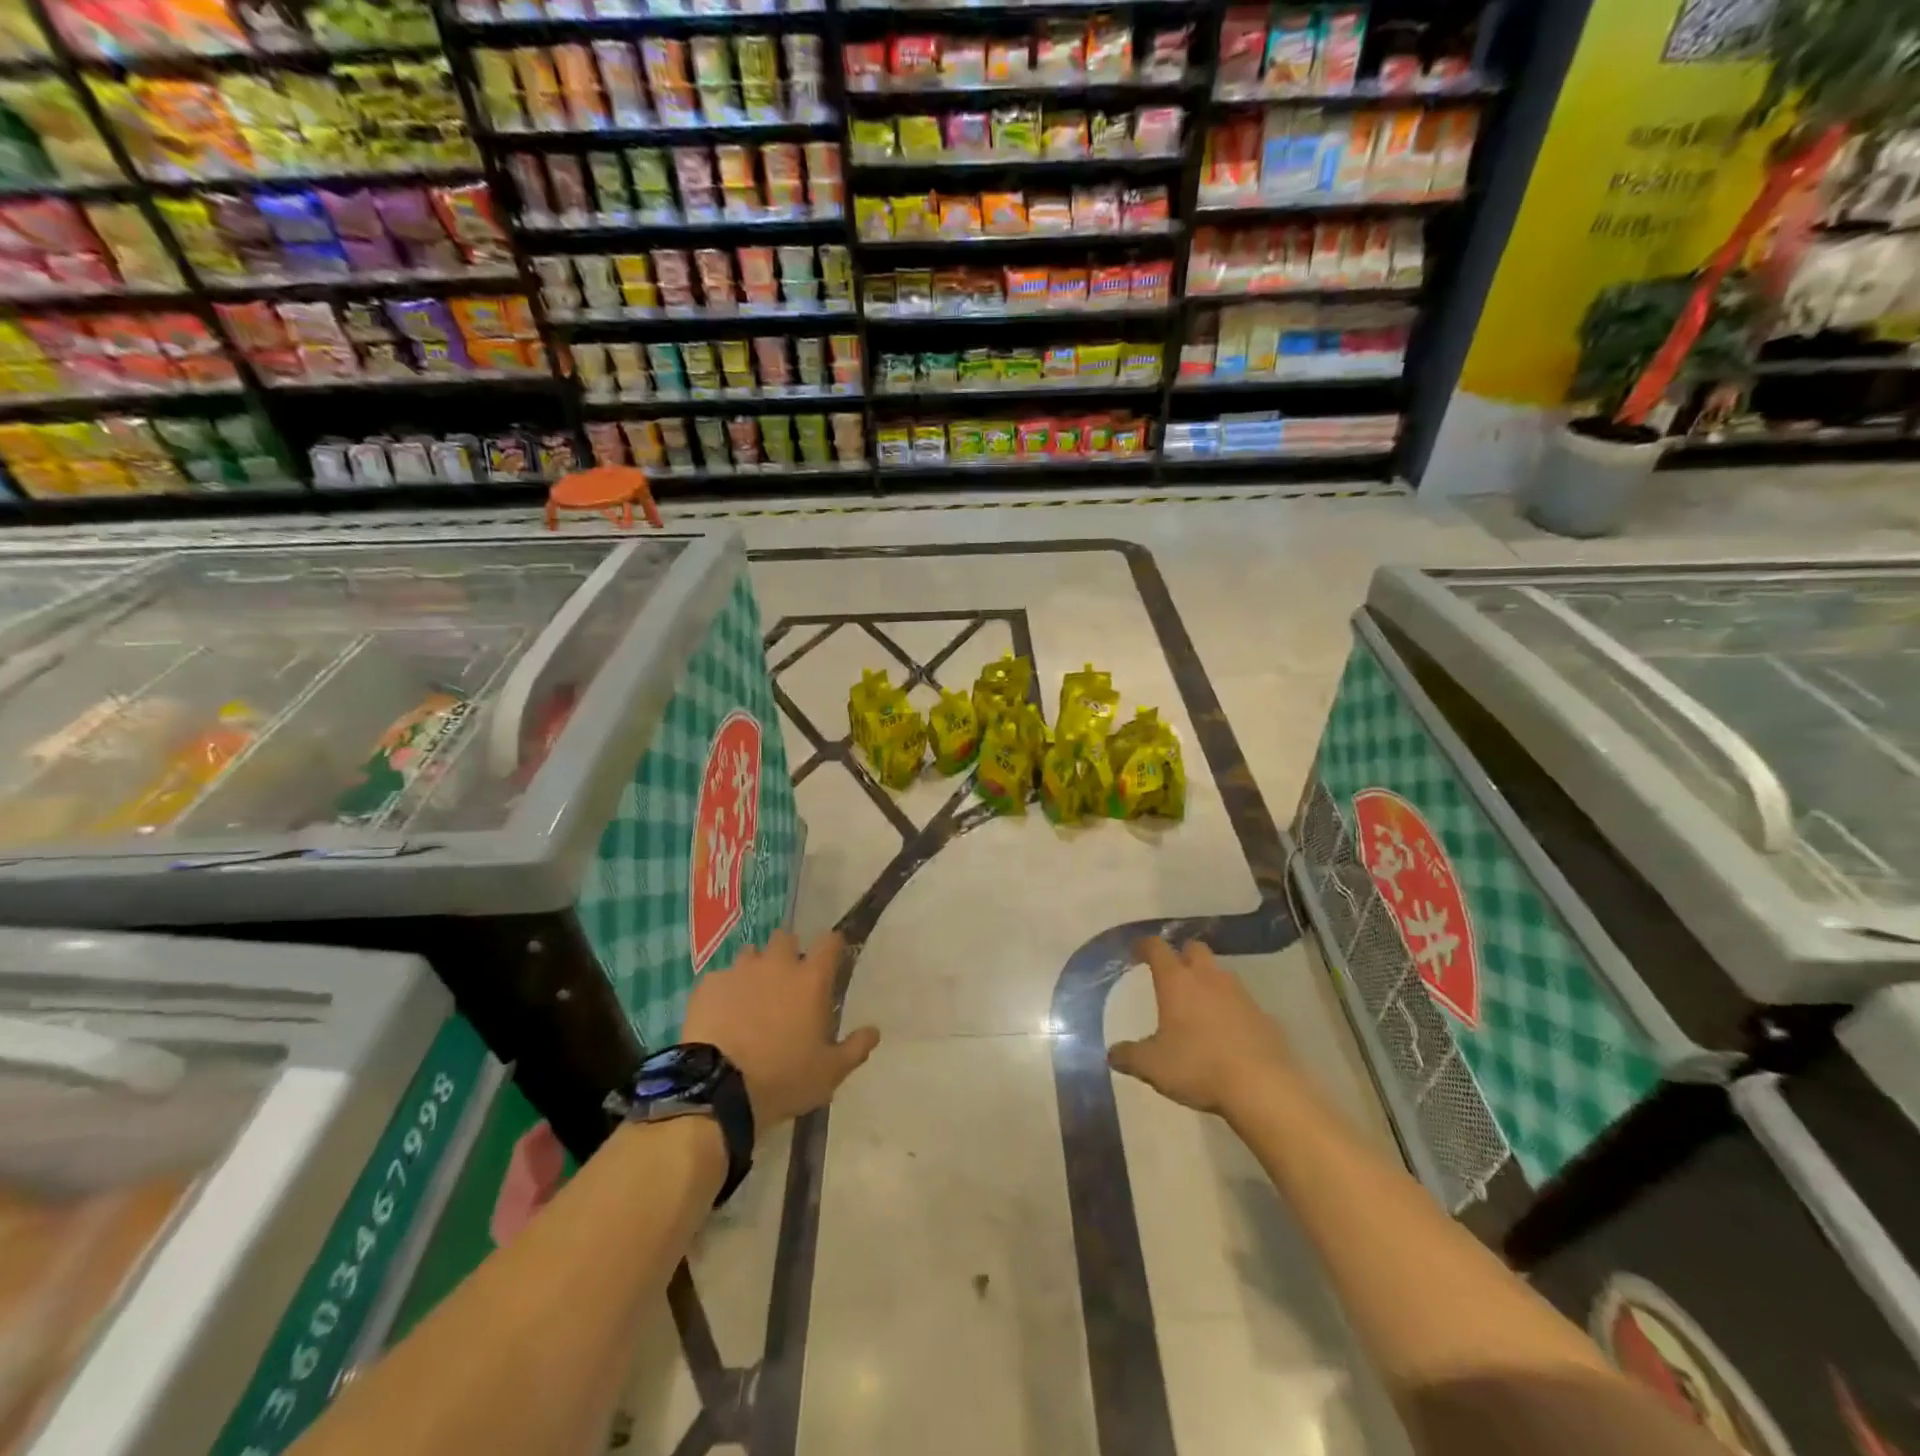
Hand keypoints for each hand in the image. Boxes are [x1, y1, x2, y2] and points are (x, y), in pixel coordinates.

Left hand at [682, 929, 879, 1130]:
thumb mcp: (829, 1073)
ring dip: (755, 968)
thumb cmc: (783, 1079)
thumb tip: (875, 1031)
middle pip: (786, 938)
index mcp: (811, 979)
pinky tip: (722, 1015)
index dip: (832, 946)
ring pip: (751, 954)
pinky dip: (725, 990)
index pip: (830, 941)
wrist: (717, 1091)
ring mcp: (739, 971)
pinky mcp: (708, 985)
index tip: (831, 958)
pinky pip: (720, 978)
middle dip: (789, 952)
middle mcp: (776, 964)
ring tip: (752, 998)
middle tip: (788, 982)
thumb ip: (855, 1048)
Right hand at [1107, 937, 1293, 1114]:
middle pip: (1195, 949)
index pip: (1157, 948)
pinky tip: (1227, 1033)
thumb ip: (1129, 1056)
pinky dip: (1232, 1009)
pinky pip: (1243, 1003)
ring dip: (1209, 981)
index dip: (1145, 945)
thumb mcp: (1152, 1066)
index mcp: (1177, 982)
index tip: (1137, 950)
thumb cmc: (1198, 1067)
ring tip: (1199, 1004)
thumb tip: (1112, 1054)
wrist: (1262, 1087)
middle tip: (1172, 974)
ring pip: (1221, 974)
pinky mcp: (1264, 1016)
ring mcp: (1241, 995)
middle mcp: (1209, 978)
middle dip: (1182, 955)